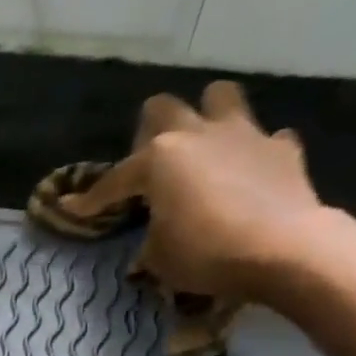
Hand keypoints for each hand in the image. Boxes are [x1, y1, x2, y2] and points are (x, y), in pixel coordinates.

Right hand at [51, 81, 325, 302]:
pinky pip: (266, 139)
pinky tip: (249, 174)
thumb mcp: (158, 258)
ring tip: (203, 148)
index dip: (90, 200)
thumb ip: (151, 238)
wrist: (282, 247)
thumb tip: (154, 237)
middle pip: (163, 109)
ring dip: (207, 116)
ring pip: (220, 98)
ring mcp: (244, 135)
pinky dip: (254, 154)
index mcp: (158, 159)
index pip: (113, 180)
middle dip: (149, 132)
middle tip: (150, 167)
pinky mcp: (282, 149)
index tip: (73, 209)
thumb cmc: (204, 253)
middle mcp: (197, 134)